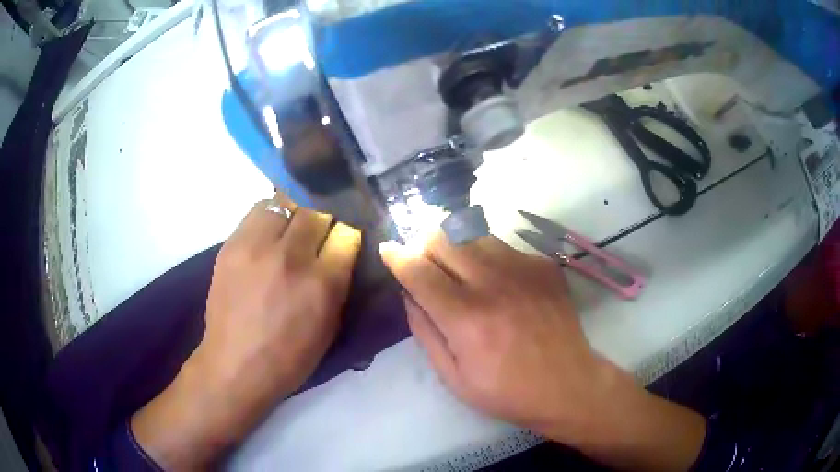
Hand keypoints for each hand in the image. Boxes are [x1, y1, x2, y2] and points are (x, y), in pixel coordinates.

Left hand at [132, 193, 360, 469]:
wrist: (235, 364)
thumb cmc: (288, 357)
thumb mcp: (329, 327)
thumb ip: (338, 284)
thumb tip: (339, 253)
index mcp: (321, 284)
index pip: (346, 235)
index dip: (346, 238)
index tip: (341, 244)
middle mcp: (290, 258)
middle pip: (316, 214)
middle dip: (321, 223)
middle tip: (315, 238)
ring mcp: (256, 247)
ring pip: (285, 204)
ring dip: (293, 214)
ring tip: (289, 230)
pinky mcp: (232, 244)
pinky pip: (257, 212)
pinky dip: (268, 217)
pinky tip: (267, 235)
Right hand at [381, 233, 704, 471]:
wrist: (568, 385)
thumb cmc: (506, 391)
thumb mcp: (453, 377)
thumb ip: (425, 331)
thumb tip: (409, 295)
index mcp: (465, 318)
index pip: (419, 271)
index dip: (397, 256)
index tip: (388, 249)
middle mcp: (492, 284)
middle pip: (445, 239)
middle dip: (425, 244)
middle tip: (424, 260)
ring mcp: (523, 270)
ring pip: (474, 235)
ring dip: (457, 247)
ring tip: (459, 270)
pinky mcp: (544, 266)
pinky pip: (504, 247)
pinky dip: (489, 258)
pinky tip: (498, 281)